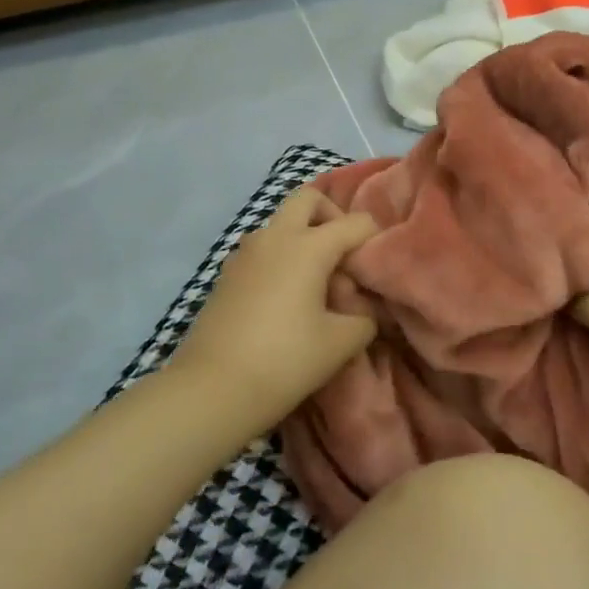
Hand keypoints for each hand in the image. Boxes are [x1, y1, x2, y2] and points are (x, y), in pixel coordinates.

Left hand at [172, 187, 381, 412]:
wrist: (212, 389)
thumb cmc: (284, 361)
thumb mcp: (341, 343)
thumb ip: (365, 318)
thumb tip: (365, 308)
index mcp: (307, 246)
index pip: (355, 222)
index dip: (375, 241)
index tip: (377, 273)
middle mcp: (274, 236)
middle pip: (308, 199)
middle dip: (332, 217)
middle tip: (343, 257)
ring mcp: (245, 253)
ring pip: (281, 224)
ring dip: (304, 239)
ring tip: (316, 286)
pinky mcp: (227, 274)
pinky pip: (263, 250)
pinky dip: (281, 259)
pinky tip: (287, 301)